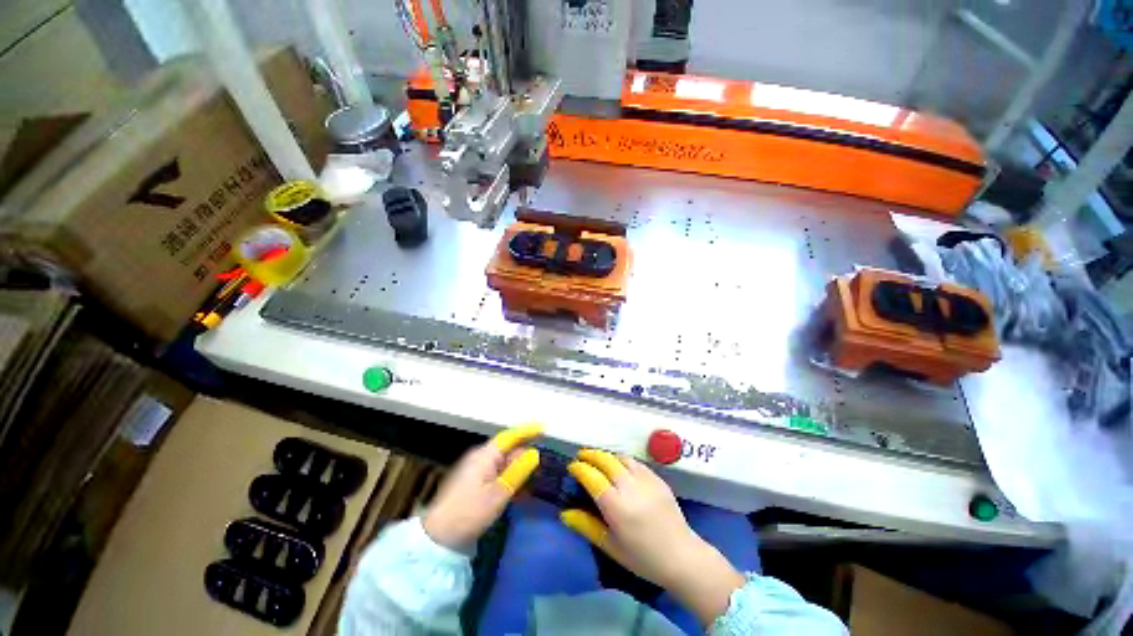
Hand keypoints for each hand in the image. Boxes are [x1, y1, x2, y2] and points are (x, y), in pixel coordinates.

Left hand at [422, 424, 541, 549]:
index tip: (543, 430)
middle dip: (524, 456)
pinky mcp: (473, 483)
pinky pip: (496, 474)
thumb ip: (518, 471)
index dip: (527, 431)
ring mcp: (475, 470)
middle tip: (541, 467)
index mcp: (485, 455)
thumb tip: (535, 453)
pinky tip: (518, 493)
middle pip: (507, 450)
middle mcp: (480, 457)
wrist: (438, 537)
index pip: (510, 436)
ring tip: (533, 483)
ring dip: (518, 471)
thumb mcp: (498, 493)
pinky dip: (508, 480)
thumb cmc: (470, 512)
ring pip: (503, 464)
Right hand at [561, 450, 744, 625]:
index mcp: (616, 506)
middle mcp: (629, 487)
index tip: (572, 466)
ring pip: (621, 458)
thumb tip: (565, 512)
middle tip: (582, 456)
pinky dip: (623, 460)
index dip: (580, 469)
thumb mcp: (611, 546)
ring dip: (607, 455)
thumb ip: (587, 526)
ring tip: (599, 459)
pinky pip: (636, 462)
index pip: (592, 477)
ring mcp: (645, 480)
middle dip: (591, 455)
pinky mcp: (657, 478)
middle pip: (606, 461)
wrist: (682, 556)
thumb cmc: (643, 558)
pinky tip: (620, 466)